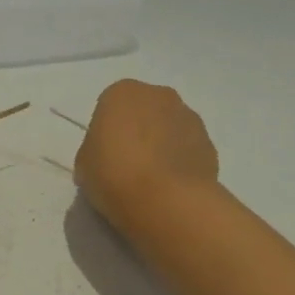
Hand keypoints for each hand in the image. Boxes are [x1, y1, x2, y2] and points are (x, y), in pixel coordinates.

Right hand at [74, 79, 219, 231]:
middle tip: (129, 165)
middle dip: (139, 131)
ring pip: (170, 127)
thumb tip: (109, 156)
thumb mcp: (84, 164)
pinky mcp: (210, 144)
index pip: (111, 106)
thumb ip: (96, 150)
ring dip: (163, 145)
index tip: (106, 155)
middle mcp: (159, 95)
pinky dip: (181, 162)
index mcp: (122, 93)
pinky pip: (188, 148)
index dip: (107, 132)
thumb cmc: (115, 174)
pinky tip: (172, 187)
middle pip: (145, 110)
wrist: (167, 201)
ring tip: (153, 180)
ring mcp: (189, 117)